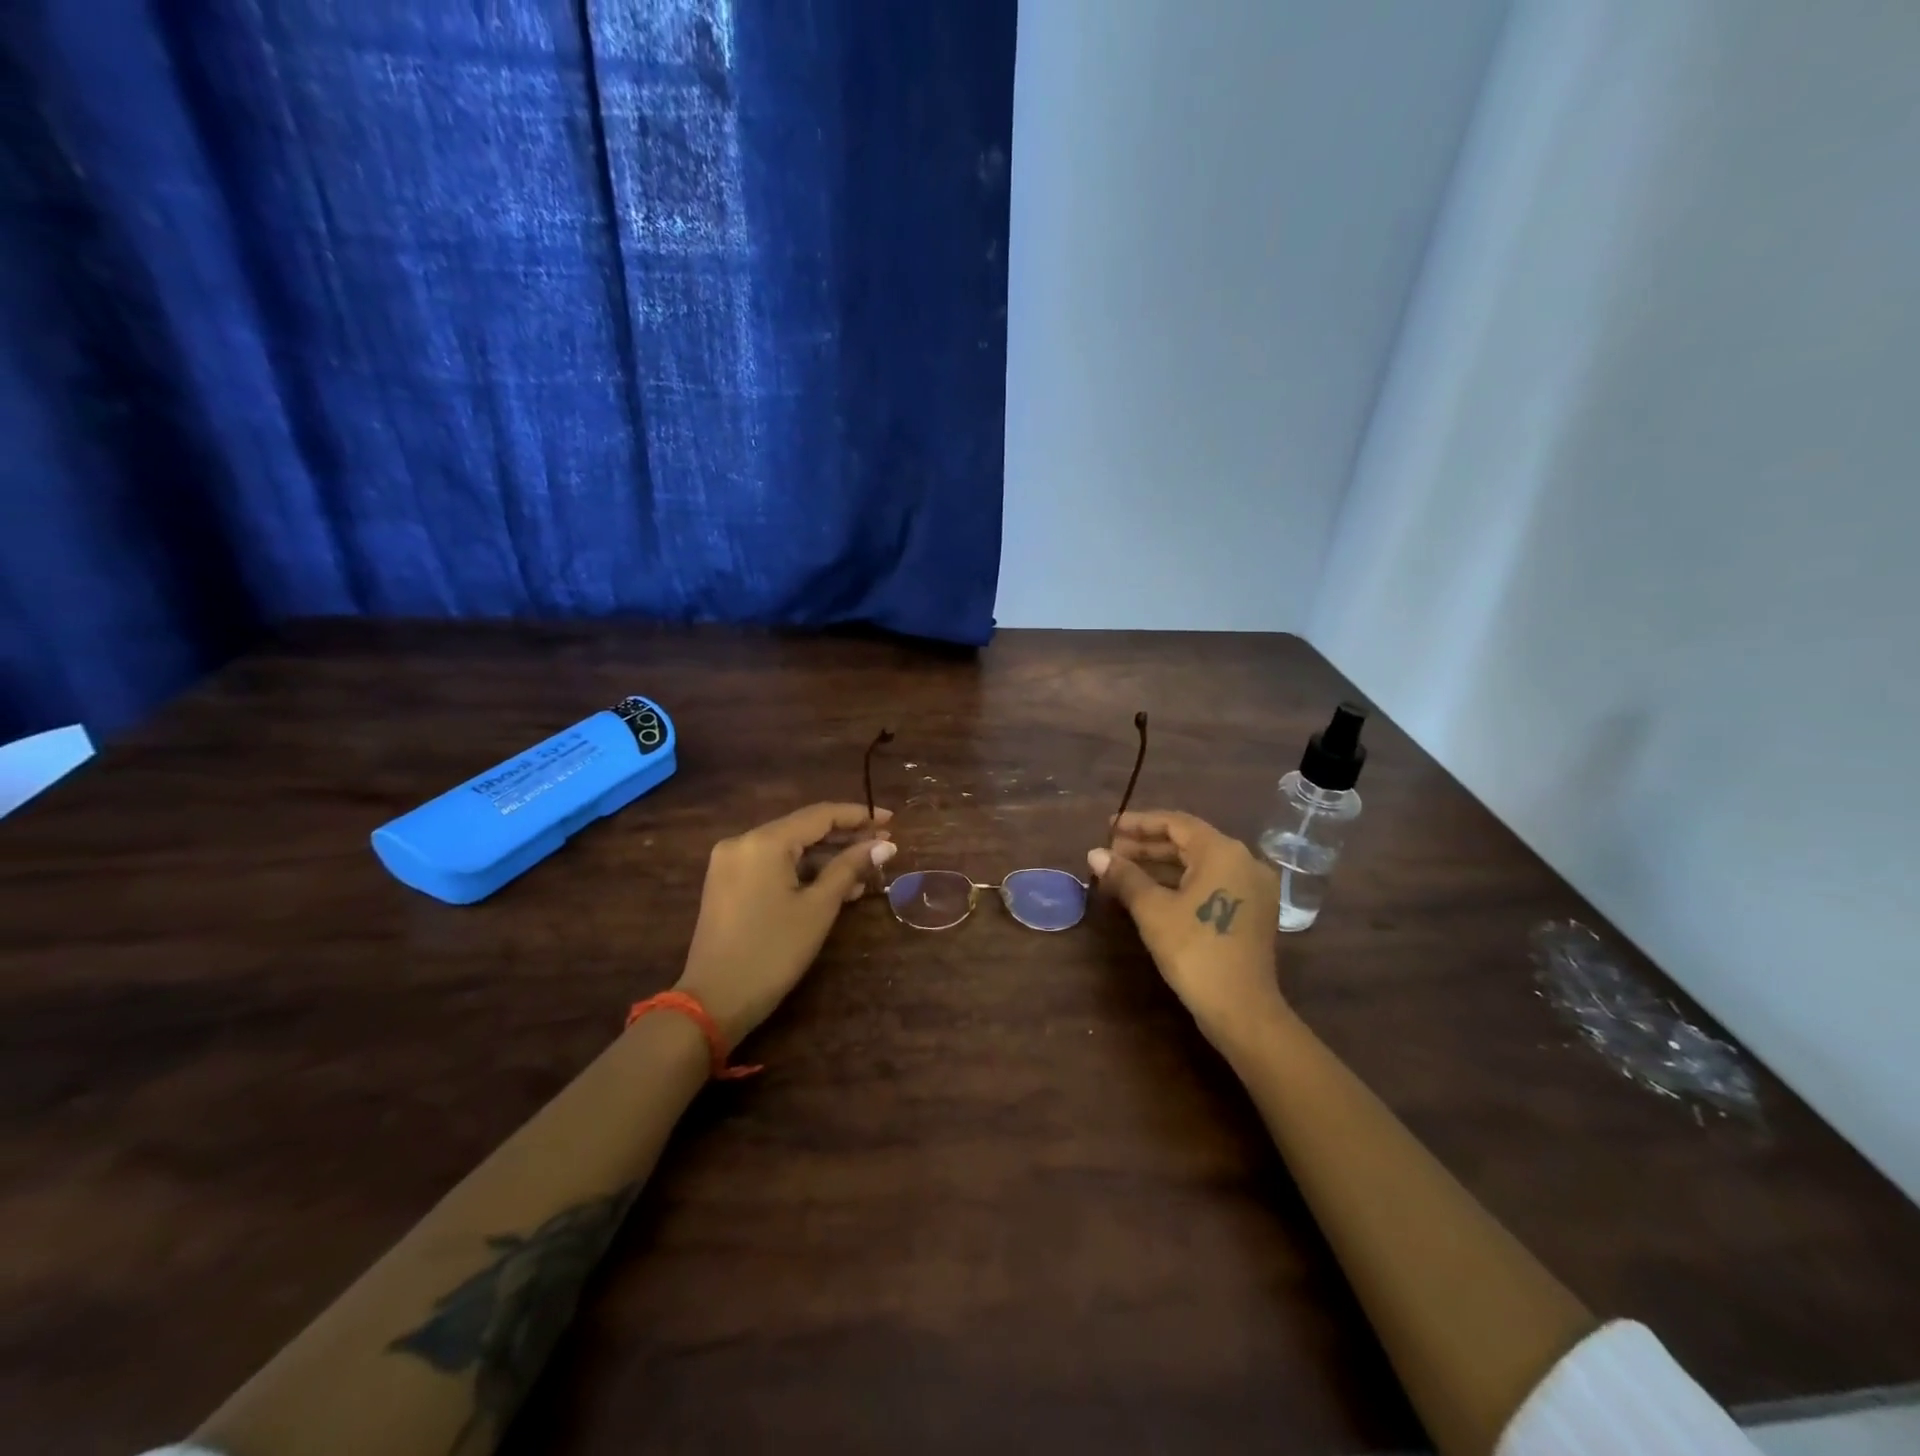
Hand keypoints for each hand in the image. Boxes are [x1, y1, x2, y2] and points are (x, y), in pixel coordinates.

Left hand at [676, 803, 895, 1047]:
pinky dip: (802, 872)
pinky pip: (773, 866)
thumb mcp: (818, 908)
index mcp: (764, 841)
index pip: (819, 815)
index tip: (891, 819)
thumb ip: (850, 868)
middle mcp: (743, 841)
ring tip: (866, 871)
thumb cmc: (773, 952)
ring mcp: (731, 862)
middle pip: (803, 829)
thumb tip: (884, 845)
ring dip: (826, 858)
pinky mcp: (727, 883)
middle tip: (883, 845)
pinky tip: (835, 885)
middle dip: (844, 837)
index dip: (859, 816)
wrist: (714, 1001)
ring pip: (789, 849)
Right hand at [1088, 810, 1289, 1041]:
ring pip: (1200, 865)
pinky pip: (1211, 883)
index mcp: (1222, 852)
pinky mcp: (1252, 911)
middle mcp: (1244, 861)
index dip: (1138, 823)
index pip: (1175, 823)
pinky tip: (1152, 892)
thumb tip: (1094, 853)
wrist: (1242, 1008)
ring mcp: (1252, 888)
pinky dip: (1181, 883)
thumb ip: (1124, 876)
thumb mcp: (1152, 910)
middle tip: (1111, 852)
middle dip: (1147, 846)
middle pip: (1189, 842)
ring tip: (1123, 872)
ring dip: (1161, 866)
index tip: (1108, 828)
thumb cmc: (1194, 950)